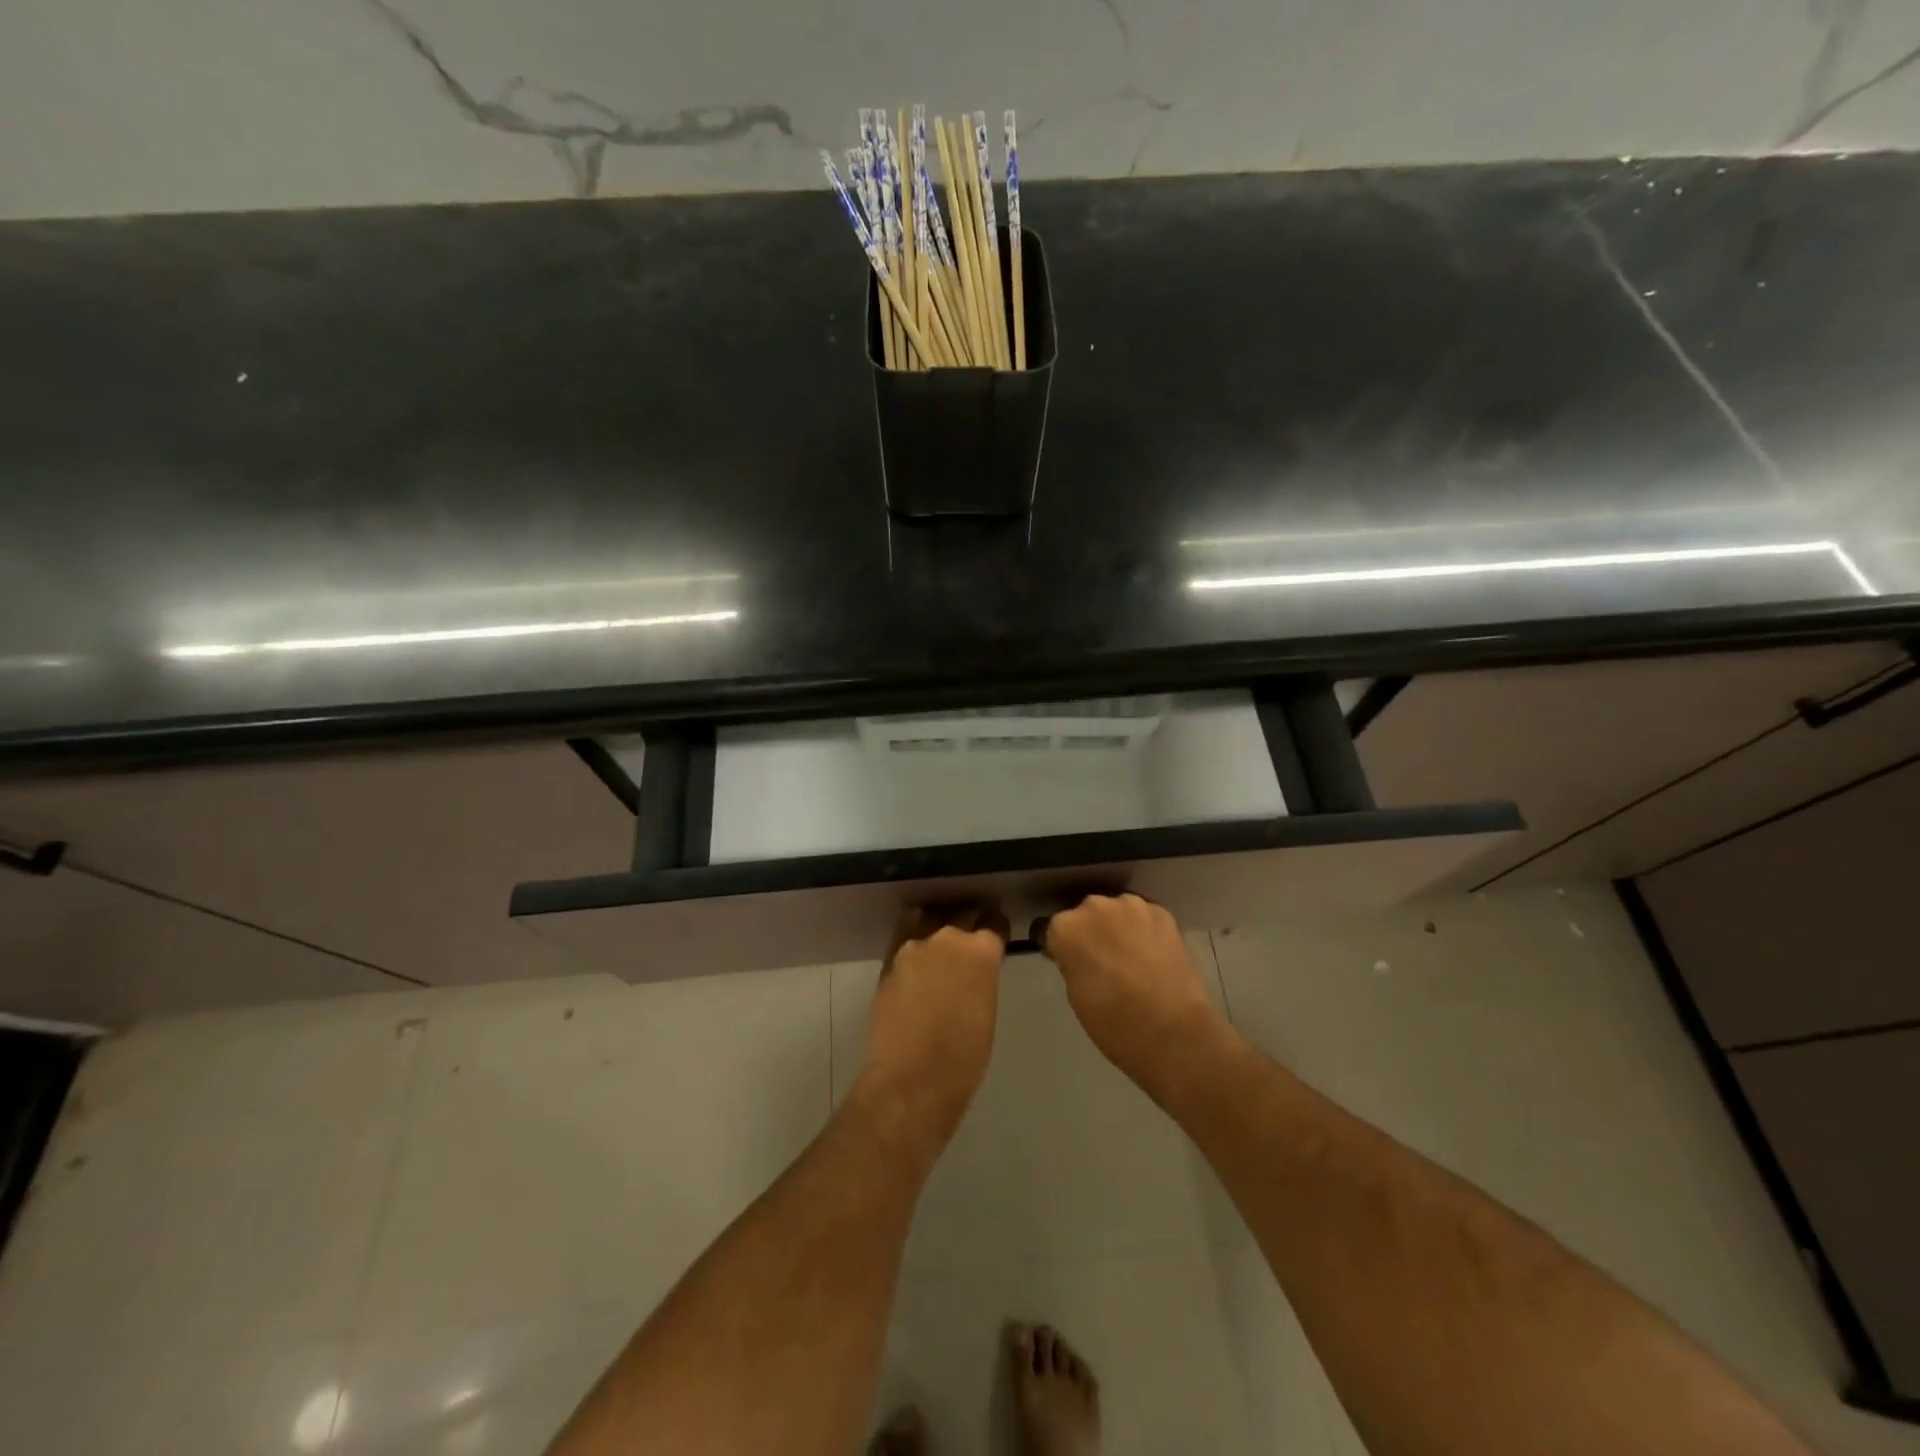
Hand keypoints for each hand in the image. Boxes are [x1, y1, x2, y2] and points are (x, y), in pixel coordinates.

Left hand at [855, 905, 1007, 1141]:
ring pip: (931, 920)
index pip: (994, 923)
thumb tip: (975, 969)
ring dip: (939, 928)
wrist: (912, 1080)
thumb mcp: (987, 1009)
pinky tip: (918, 956)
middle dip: (970, 925)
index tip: (996, 938)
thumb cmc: (964, 1057)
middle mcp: (948, 937)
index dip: (996, 930)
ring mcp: (914, 945)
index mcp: (981, 950)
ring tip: (942, 947)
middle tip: (971, 944)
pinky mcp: (889, 959)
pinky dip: (915, 940)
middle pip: (963, 915)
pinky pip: (905, 935)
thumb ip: (982, 976)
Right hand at [1039, 894, 1231, 1103]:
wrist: (1172, 1032)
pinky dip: (1144, 930)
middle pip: (1084, 914)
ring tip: (1131, 956)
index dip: (1059, 946)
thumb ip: (1072, 962)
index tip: (1067, 961)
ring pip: (1116, 911)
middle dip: (1090, 932)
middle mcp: (1093, 906)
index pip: (1050, 929)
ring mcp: (1130, 905)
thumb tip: (1080, 954)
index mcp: (1065, 928)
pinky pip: (1144, 916)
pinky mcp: (1161, 912)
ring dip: (1117, 926)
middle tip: (1102, 960)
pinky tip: (1153, 954)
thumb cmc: (1113, 1023)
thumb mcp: (1076, 994)